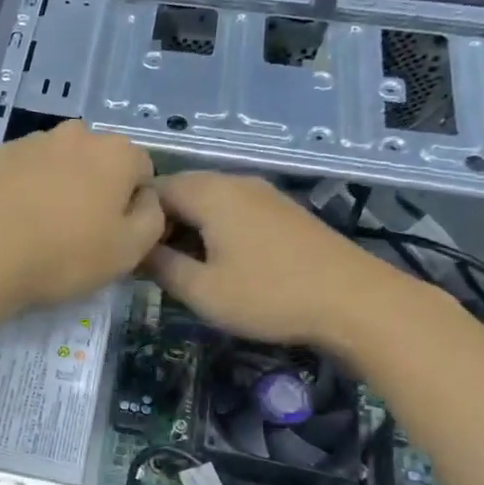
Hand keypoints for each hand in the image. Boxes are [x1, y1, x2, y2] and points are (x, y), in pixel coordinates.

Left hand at [0, 120, 162, 318]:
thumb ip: (152, 218)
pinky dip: (27, 189)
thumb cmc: (64, 255)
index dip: (133, 204)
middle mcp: (77, 134)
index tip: (114, 235)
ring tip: (42, 228)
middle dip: (96, 189)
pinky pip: (26, 170)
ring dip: (60, 186)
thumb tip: (145, 199)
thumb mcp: (129, 250)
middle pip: (99, 161)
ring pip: (60, 163)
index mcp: (117, 152)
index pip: (142, 170)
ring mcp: (33, 141)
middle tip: (79, 232)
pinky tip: (15, 221)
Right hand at [146, 172, 419, 347]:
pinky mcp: (283, 211)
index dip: (135, 219)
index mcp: (210, 193)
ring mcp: (264, 194)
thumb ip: (161, 267)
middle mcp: (235, 182)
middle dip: (161, 223)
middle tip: (151, 264)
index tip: (128, 253)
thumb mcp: (202, 291)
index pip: (154, 189)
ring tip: (182, 267)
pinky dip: (215, 229)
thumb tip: (137, 252)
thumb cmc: (269, 296)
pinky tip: (220, 262)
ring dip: (188, 228)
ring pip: (209, 201)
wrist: (355, 302)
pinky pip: (233, 210)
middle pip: (182, 191)